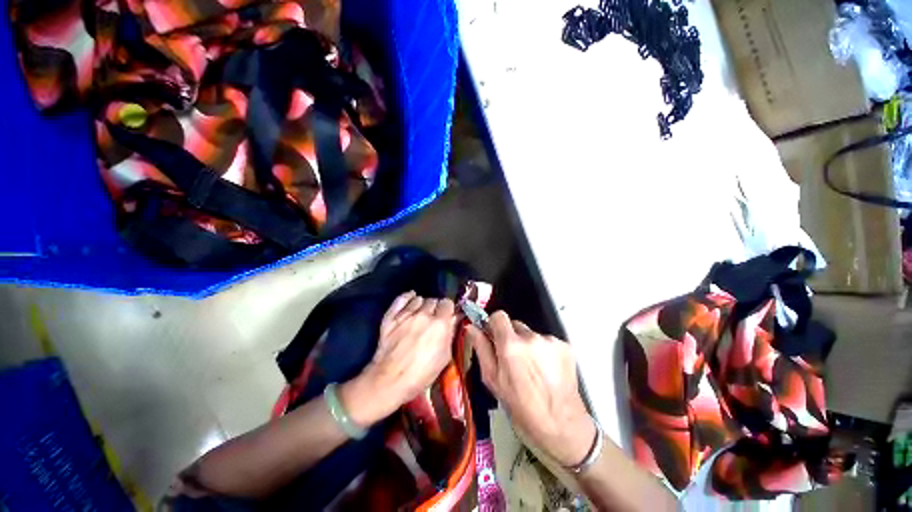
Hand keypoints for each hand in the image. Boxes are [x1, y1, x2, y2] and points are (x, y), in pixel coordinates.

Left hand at [341, 291, 457, 427]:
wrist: (390, 381)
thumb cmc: (422, 374)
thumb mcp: (444, 357)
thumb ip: (450, 334)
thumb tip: (453, 319)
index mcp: (439, 324)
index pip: (447, 303)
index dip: (448, 309)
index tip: (447, 316)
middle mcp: (423, 314)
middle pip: (433, 300)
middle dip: (436, 308)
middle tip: (434, 319)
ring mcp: (406, 314)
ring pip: (418, 299)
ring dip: (422, 305)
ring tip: (421, 314)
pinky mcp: (391, 317)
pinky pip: (401, 299)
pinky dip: (407, 297)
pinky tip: (411, 297)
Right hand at [467, 311, 595, 466]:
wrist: (561, 425)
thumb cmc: (522, 407)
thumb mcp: (493, 380)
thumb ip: (481, 348)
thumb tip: (471, 328)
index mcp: (511, 345)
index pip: (499, 316)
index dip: (494, 325)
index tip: (494, 336)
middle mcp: (531, 337)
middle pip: (515, 325)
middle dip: (511, 337)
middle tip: (513, 360)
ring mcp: (550, 341)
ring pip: (531, 334)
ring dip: (528, 345)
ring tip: (532, 369)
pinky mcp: (565, 346)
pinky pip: (547, 341)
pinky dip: (544, 351)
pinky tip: (546, 370)